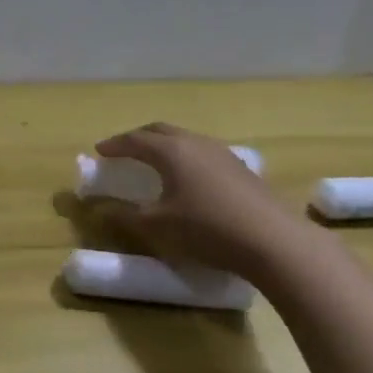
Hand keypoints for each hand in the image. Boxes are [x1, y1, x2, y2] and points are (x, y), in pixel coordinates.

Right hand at [89, 122, 305, 280]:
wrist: (273, 241)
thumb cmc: (206, 229)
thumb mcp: (157, 226)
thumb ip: (125, 216)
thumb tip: (101, 209)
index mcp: (171, 151)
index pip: (135, 139)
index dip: (114, 145)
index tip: (99, 151)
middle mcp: (196, 143)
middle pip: (161, 130)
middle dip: (139, 137)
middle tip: (124, 150)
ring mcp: (223, 153)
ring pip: (185, 139)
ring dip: (165, 146)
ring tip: (155, 162)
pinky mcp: (241, 169)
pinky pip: (203, 153)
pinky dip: (185, 158)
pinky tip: (189, 178)